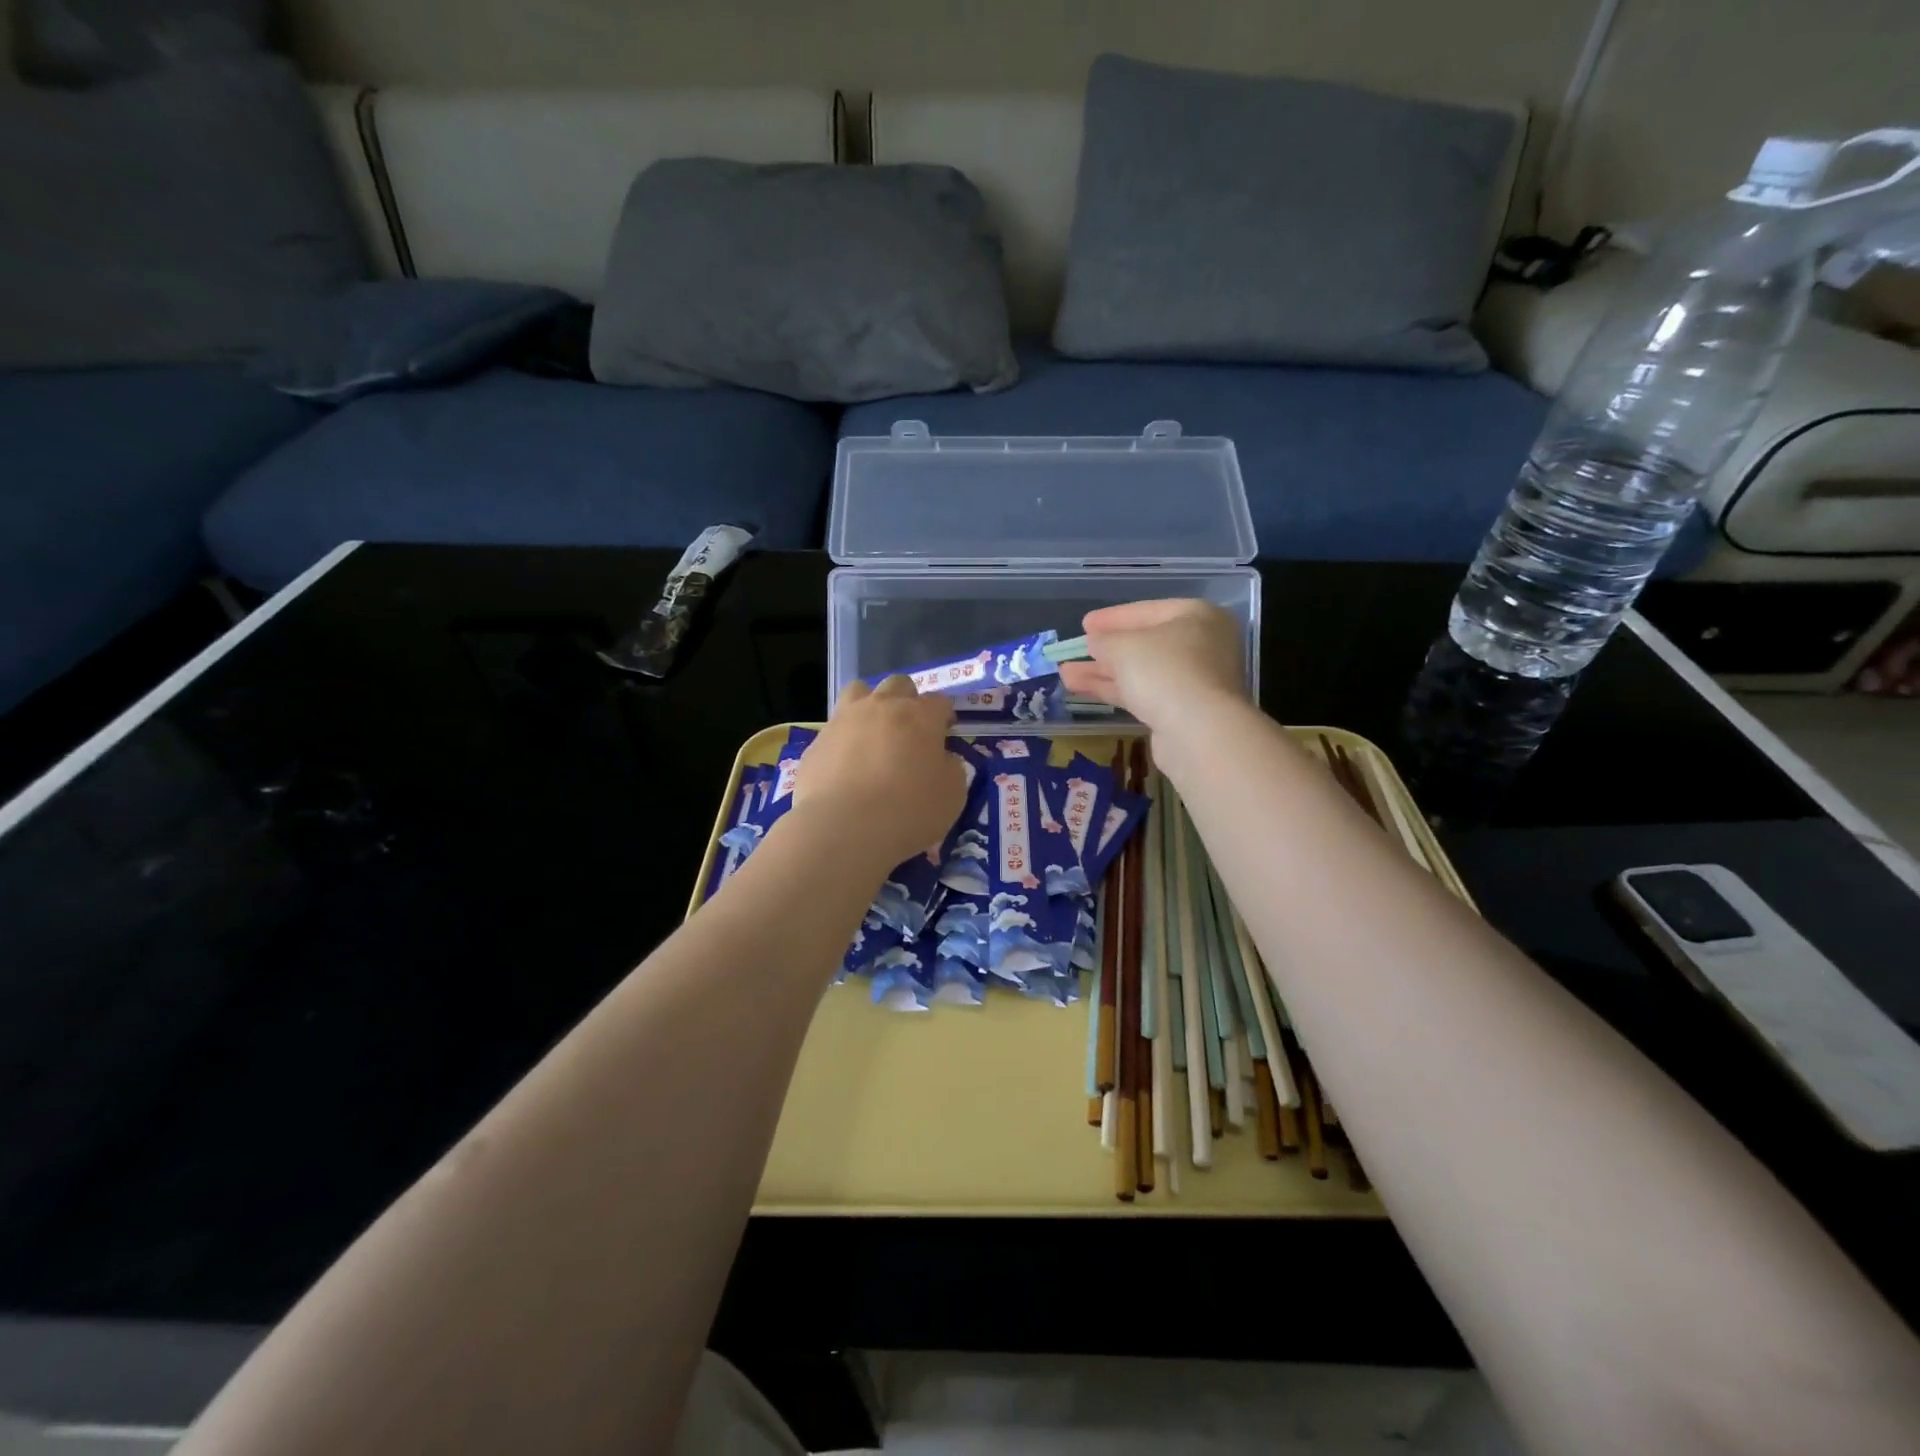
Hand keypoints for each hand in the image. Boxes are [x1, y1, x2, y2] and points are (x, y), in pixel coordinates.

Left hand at [793, 677, 966, 870]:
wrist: (845, 827)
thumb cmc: (909, 811)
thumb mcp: (953, 795)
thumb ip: (950, 768)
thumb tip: (941, 758)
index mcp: (920, 716)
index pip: (939, 702)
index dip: (944, 716)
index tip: (945, 732)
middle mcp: (882, 707)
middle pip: (898, 685)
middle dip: (907, 700)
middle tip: (910, 730)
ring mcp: (844, 720)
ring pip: (858, 691)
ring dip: (870, 704)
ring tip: (872, 733)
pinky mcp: (817, 741)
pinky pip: (834, 729)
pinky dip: (843, 740)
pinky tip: (845, 766)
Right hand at [1057, 599, 1246, 731]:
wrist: (1198, 731)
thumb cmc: (1164, 671)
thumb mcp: (1124, 646)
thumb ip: (1104, 640)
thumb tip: (1094, 642)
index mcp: (1196, 616)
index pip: (1146, 611)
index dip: (1111, 618)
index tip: (1084, 624)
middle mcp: (1201, 645)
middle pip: (1144, 644)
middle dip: (1105, 650)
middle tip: (1075, 650)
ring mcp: (1193, 681)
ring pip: (1140, 672)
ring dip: (1103, 673)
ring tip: (1065, 674)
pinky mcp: (1182, 711)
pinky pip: (1143, 694)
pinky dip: (1115, 690)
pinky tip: (1082, 690)